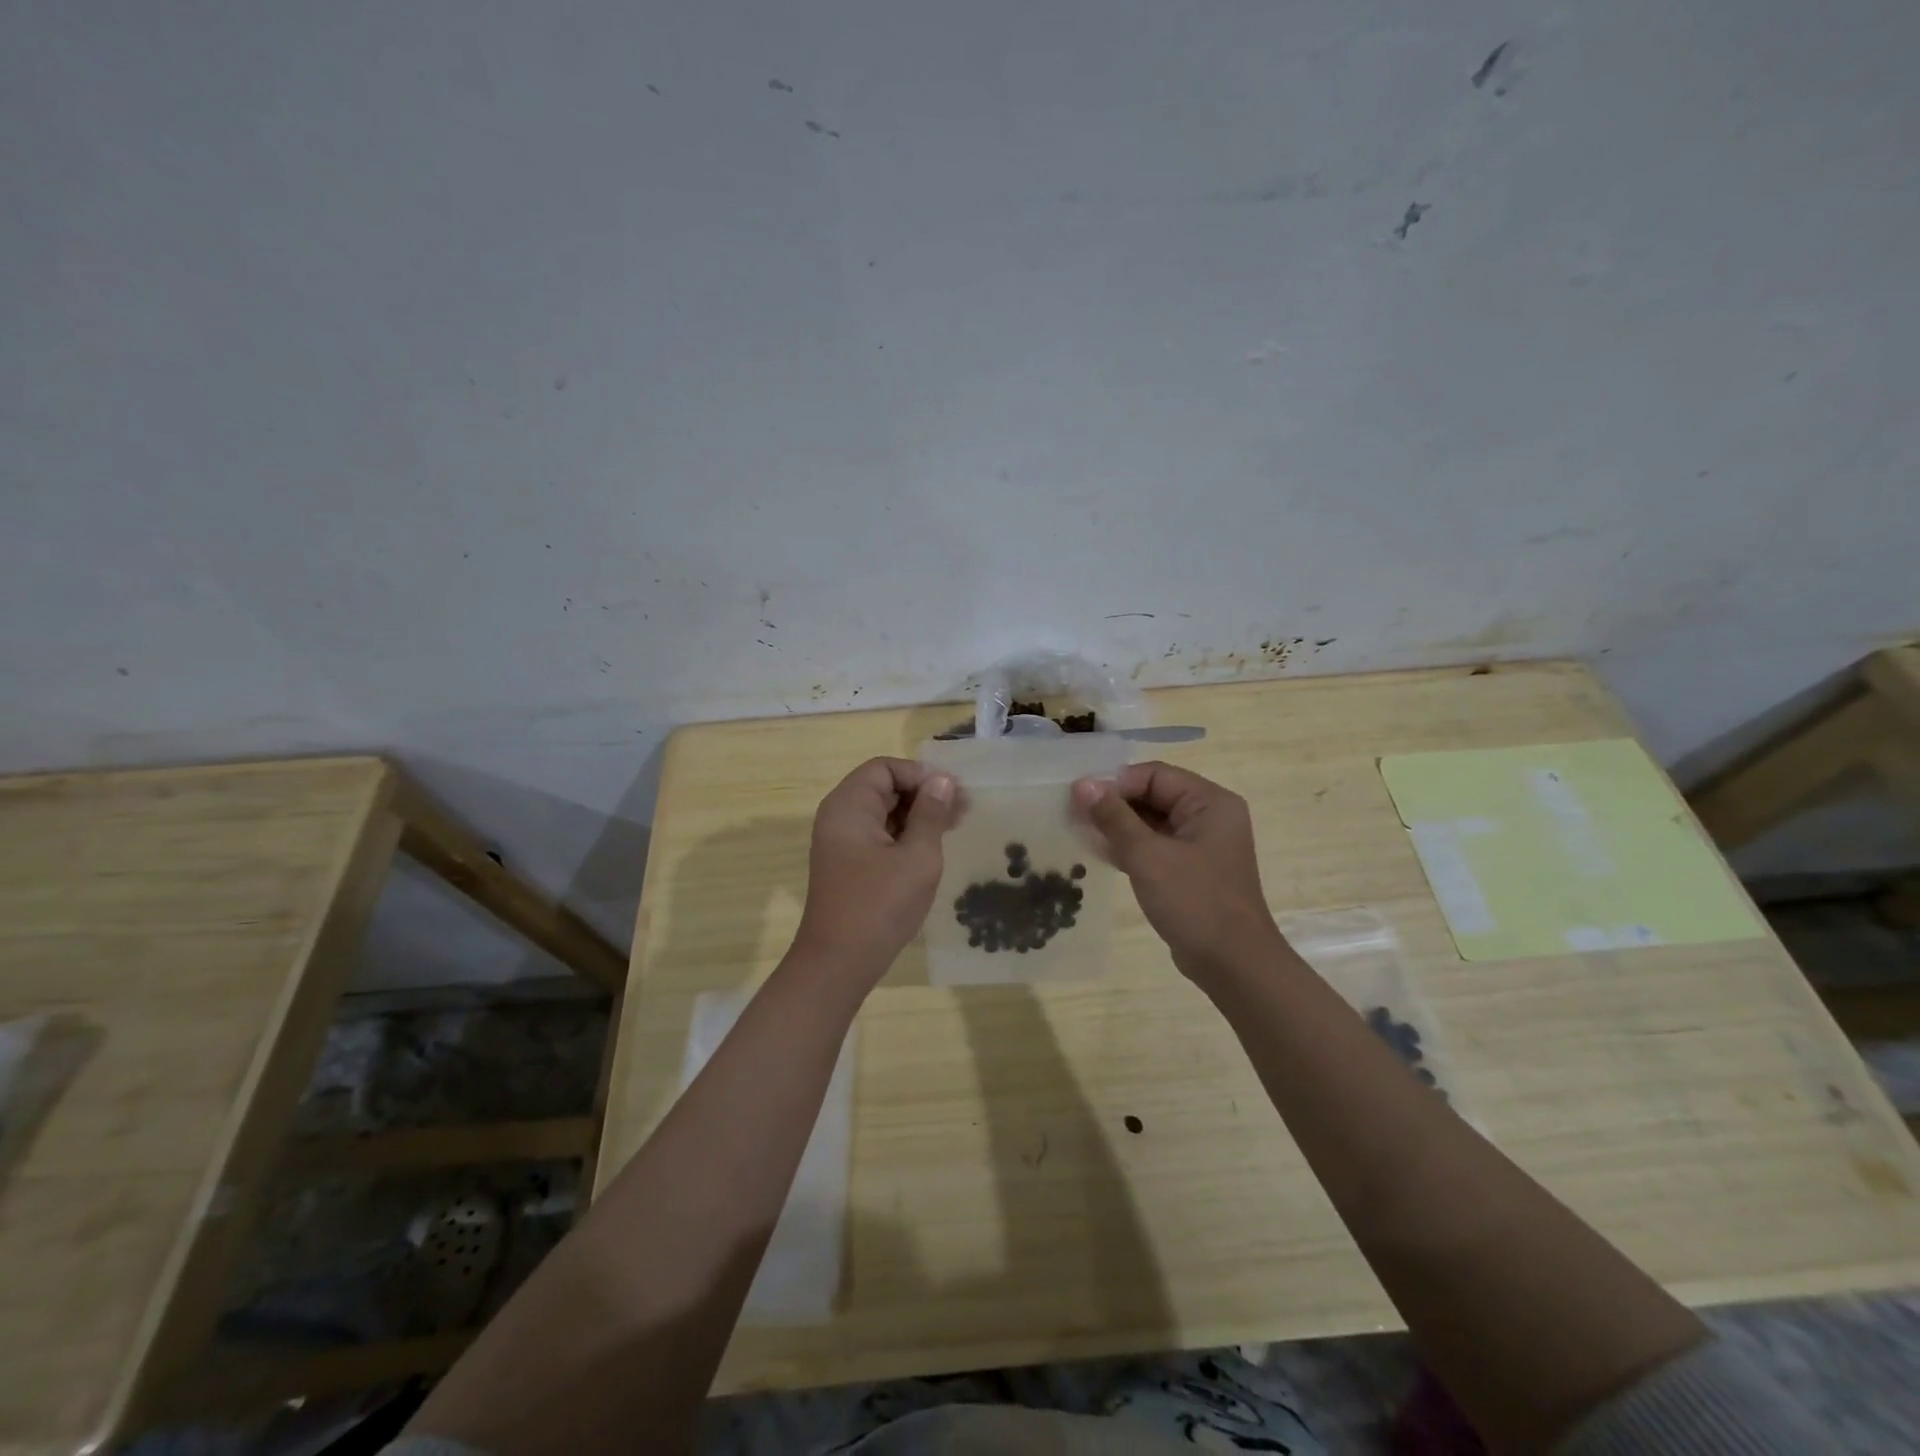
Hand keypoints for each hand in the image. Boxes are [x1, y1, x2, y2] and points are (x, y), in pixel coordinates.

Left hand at [793, 757, 956, 980]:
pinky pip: (878, 835)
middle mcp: (839, 817)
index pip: (885, 768)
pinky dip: (904, 835)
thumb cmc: (880, 905)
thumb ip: (931, 814)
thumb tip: (942, 781)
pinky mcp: (848, 865)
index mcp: (849, 806)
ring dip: (917, 815)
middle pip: (883, 787)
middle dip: (922, 794)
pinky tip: (931, 848)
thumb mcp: (917, 857)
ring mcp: (841, 842)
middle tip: (962, 811)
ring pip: (883, 812)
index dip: (920, 775)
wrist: (839, 963)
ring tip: (953, 827)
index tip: (952, 795)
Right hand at [1072, 762, 1282, 980]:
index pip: (1154, 775)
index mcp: (1210, 802)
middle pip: (1153, 794)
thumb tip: (1082, 784)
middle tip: (1073, 813)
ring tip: (1079, 830)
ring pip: (1151, 821)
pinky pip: (1155, 845)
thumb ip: (1114, 817)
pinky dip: (1130, 846)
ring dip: (1118, 825)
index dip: (1115, 782)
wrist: (1233, 965)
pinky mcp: (1191, 869)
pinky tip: (1099, 852)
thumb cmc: (1195, 902)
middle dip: (1114, 803)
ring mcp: (1201, 844)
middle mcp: (1209, 816)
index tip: (1078, 796)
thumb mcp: (1148, 856)